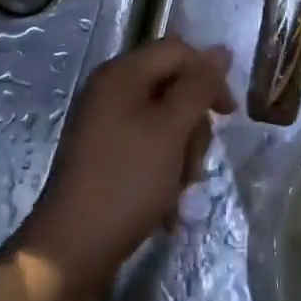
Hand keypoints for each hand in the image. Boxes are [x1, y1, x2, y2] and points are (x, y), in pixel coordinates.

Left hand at [19, 38, 234, 300]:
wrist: (71, 250)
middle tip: (196, 161)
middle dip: (193, 123)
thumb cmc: (126, 181)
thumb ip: (198, 87)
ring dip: (181, 152)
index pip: (177, 51)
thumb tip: (221, 51)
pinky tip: (167, 202)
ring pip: (163, 121)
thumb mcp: (171, 130)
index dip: (208, 75)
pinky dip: (162, 168)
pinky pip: (146, 146)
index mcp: (122, 73)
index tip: (229, 115)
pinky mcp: (103, 154)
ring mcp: (104, 123)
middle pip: (171, 86)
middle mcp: (110, 89)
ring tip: (181, 188)